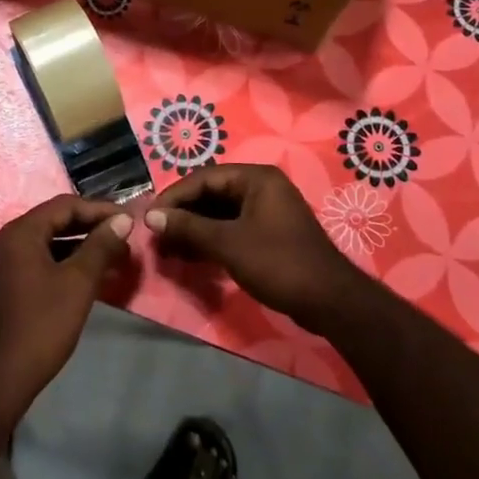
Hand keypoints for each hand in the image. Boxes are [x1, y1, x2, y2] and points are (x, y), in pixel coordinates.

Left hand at [0, 196, 133, 411]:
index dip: (99, 210)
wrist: (3, 376)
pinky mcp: (2, 284)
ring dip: (79, 246)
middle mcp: (5, 241)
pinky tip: (88, 274)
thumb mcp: (79, 282)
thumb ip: (101, 246)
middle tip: (123, 236)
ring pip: (46, 242)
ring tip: (113, 255)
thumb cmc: (43, 324)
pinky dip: (62, 261)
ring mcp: (0, 263)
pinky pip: (37, 260)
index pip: (64, 206)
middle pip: (53, 221)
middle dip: (90, 227)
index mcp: (19, 233)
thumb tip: (123, 221)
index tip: (128, 220)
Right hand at [144, 165, 365, 334]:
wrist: (329, 301)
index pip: (203, 178)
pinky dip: (210, 240)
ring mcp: (266, 211)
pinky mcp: (268, 234)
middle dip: (182, 215)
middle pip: (210, 194)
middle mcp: (261, 187)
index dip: (173, 197)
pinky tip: (189, 256)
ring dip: (193, 229)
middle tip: (155, 236)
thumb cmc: (278, 263)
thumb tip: (150, 216)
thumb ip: (188, 227)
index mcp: (256, 178)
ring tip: (167, 249)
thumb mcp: (228, 244)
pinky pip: (231, 228)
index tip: (149, 218)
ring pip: (219, 213)